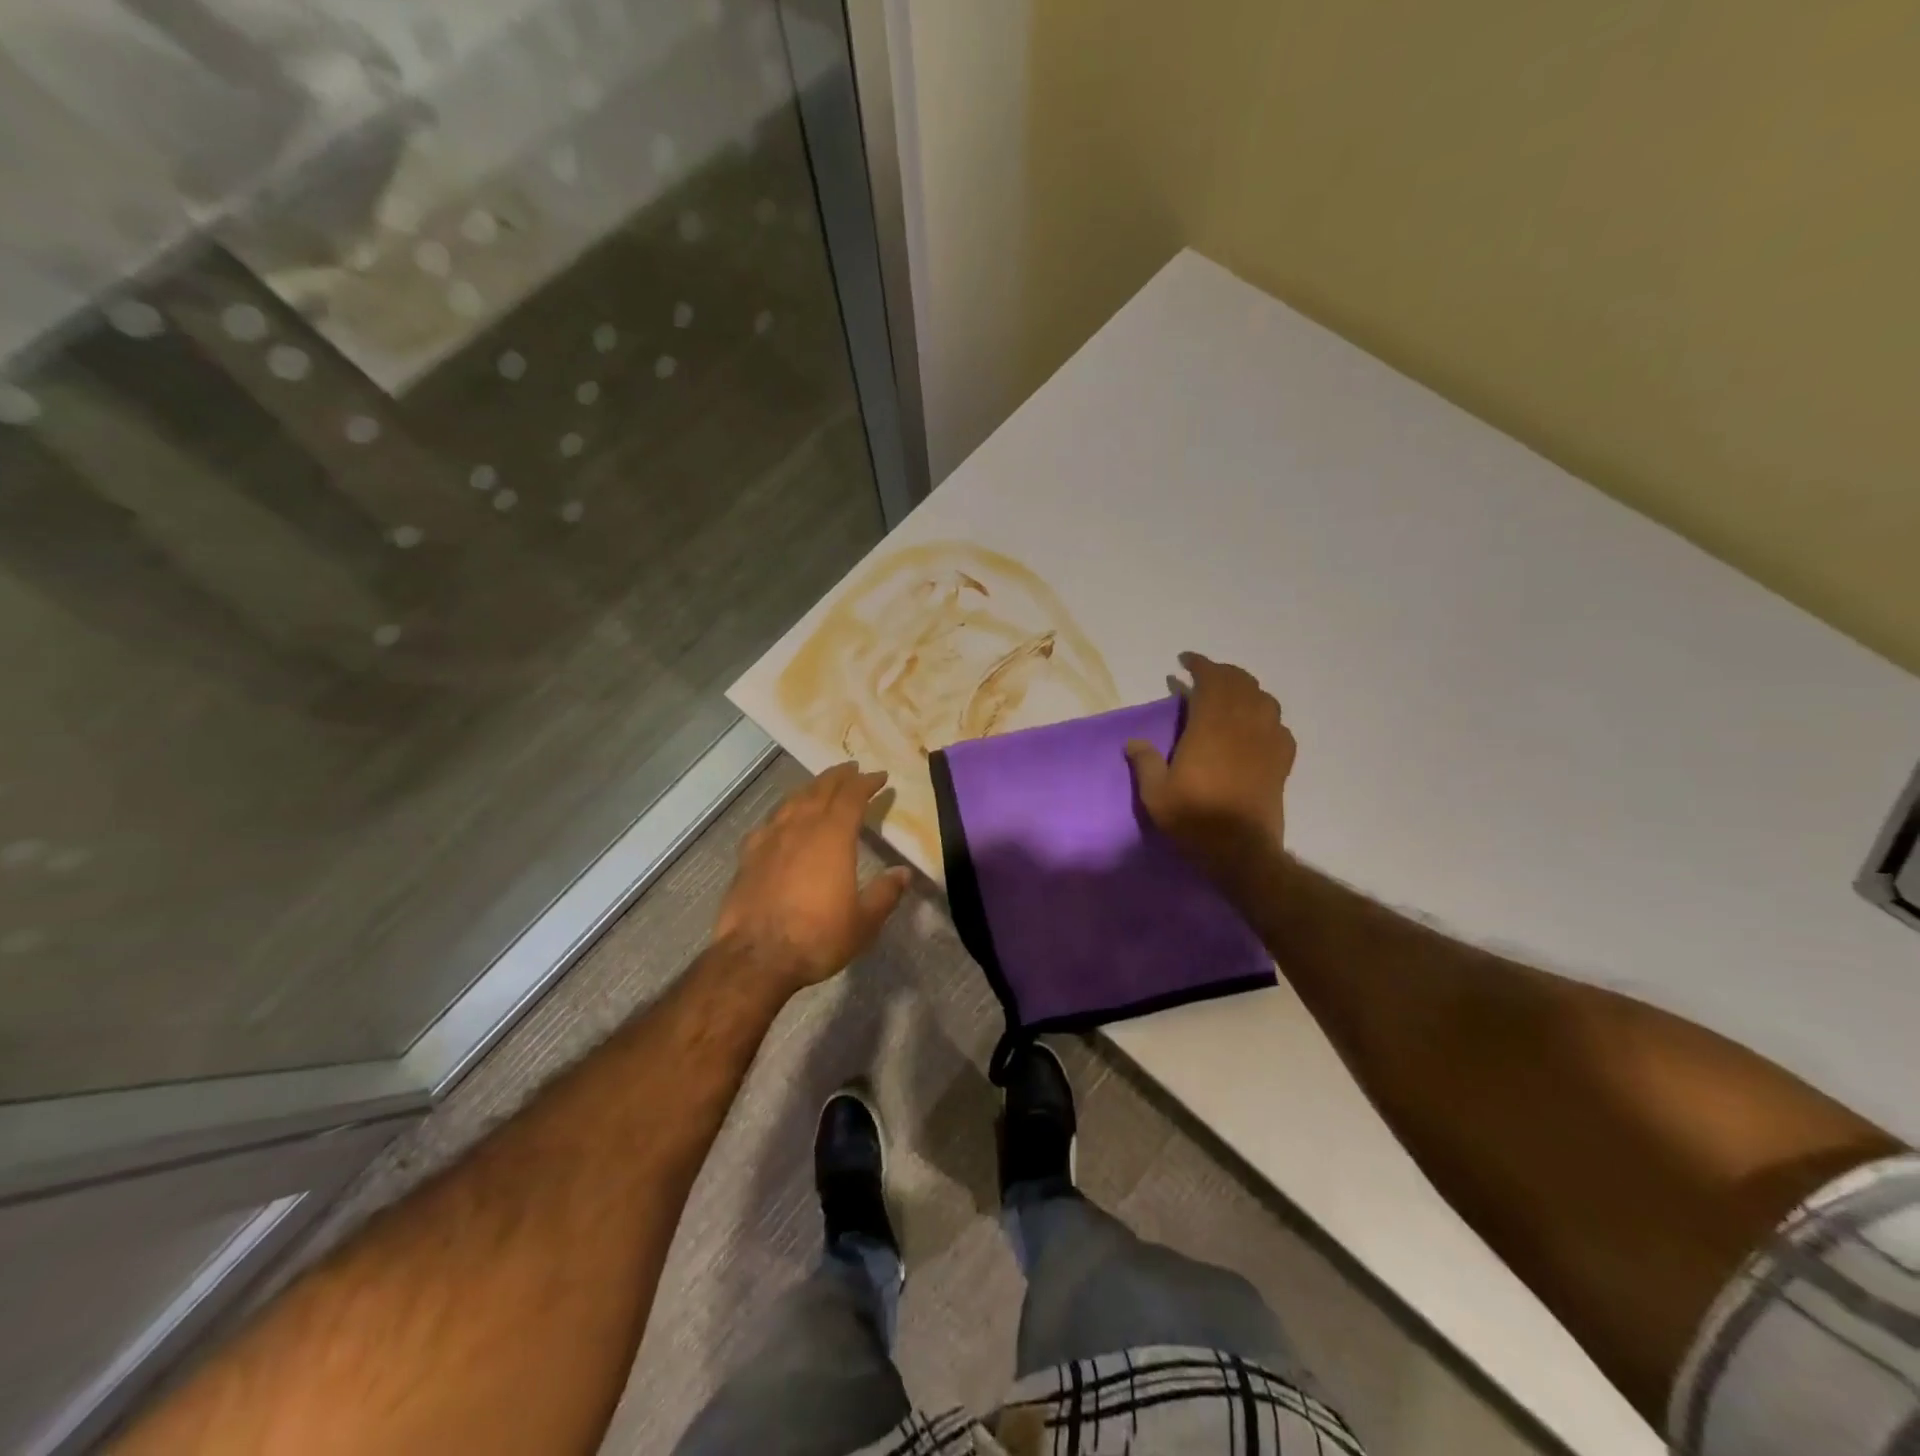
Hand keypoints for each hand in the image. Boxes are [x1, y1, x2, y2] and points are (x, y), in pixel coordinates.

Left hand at [713, 763, 912, 992]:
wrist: (755, 957)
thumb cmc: (817, 937)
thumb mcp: (863, 921)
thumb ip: (885, 893)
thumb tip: (903, 873)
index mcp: (833, 836)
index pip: (852, 796)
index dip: (867, 783)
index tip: (881, 776)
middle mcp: (800, 827)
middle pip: (821, 789)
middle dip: (839, 776)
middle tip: (852, 768)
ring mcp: (770, 839)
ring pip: (792, 801)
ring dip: (810, 788)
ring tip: (821, 786)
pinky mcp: (748, 856)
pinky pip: (769, 822)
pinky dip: (783, 813)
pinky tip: (782, 820)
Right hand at [1125, 653, 1295, 896]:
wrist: (1241, 851)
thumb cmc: (1194, 819)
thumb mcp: (1155, 794)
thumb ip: (1145, 762)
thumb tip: (1134, 742)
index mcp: (1211, 726)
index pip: (1210, 680)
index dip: (1199, 664)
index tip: (1184, 660)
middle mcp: (1243, 725)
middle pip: (1240, 682)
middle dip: (1222, 672)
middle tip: (1203, 675)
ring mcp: (1268, 741)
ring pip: (1264, 699)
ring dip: (1246, 690)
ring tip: (1230, 696)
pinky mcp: (1282, 761)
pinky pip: (1279, 726)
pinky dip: (1266, 717)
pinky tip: (1256, 728)